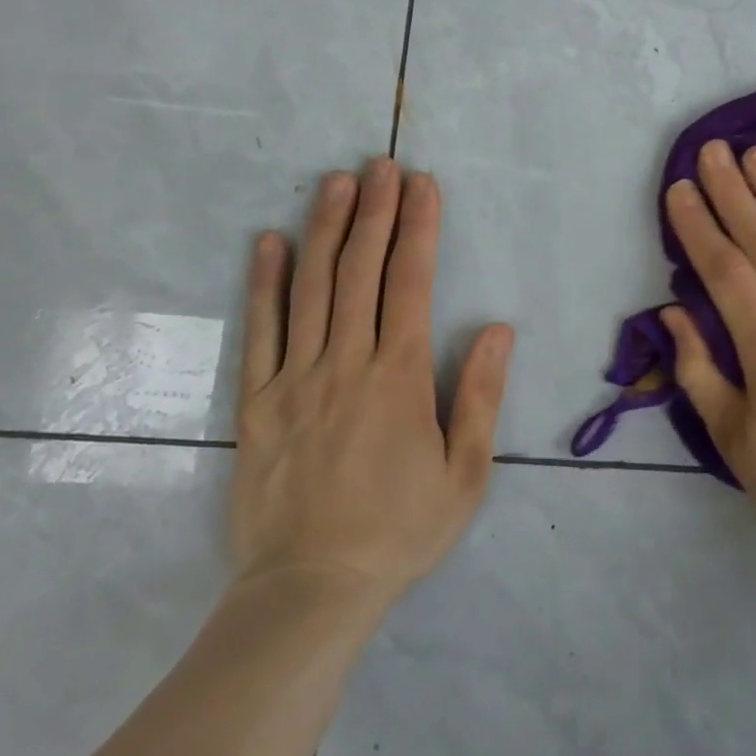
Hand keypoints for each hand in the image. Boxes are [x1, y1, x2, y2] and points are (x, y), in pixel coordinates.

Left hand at [228, 157, 512, 608]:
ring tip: (335, 182)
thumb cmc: (398, 531)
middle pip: (360, 270)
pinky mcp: (257, 401)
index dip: (418, 227)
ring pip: (311, 288)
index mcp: (398, 377)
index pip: (410, 282)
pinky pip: (260, 330)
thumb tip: (498, 328)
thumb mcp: (464, 474)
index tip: (422, 185)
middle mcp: (346, 362)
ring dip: (324, 229)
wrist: (309, 591)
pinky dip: (264, 283)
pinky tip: (269, 242)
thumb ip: (480, 396)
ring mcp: (296, 378)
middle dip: (374, 211)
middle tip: (381, 164)